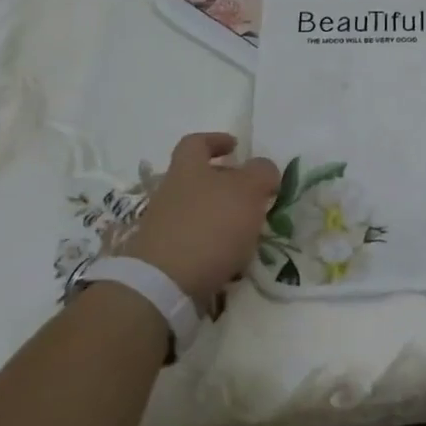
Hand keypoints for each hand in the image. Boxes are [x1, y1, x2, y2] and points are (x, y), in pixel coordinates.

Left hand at [118, 133, 279, 310]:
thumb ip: (261, 173)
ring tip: (249, 232)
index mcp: (187, 169)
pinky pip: (194, 242)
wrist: (162, 285)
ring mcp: (163, 227)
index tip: (236, 147)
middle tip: (252, 195)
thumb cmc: (209, 226)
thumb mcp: (248, 191)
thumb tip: (263, 169)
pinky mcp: (163, 258)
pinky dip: (214, 246)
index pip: (196, 143)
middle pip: (197, 179)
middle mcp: (170, 193)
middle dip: (225, 185)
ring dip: (223, 218)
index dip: (216, 140)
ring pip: (198, 213)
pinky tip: (232, 259)